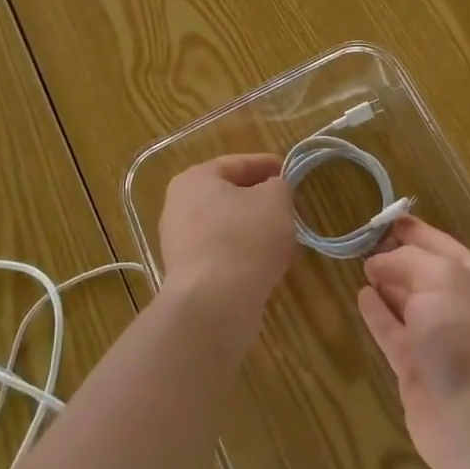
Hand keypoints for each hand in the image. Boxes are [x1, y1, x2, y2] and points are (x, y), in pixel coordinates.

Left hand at [157, 154, 296, 339]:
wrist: (214, 304)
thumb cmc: (244, 239)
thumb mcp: (274, 201)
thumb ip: (278, 186)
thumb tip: (272, 189)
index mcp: (194, 180)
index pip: (236, 164)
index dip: (266, 165)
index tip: (290, 171)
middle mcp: (179, 207)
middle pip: (228, 195)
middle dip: (259, 199)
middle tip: (288, 204)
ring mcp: (179, 243)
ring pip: (225, 226)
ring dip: (252, 229)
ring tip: (282, 237)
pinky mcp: (188, 275)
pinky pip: (221, 254)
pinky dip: (243, 254)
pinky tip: (266, 264)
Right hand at [358, 217, 469, 468]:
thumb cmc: (468, 338)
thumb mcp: (443, 280)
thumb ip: (407, 261)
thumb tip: (378, 262)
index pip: (440, 244)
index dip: (413, 230)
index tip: (383, 218)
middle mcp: (459, 306)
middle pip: (421, 272)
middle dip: (395, 255)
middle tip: (363, 239)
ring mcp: (437, 340)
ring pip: (405, 302)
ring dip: (385, 283)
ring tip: (360, 263)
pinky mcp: (414, 369)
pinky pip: (391, 331)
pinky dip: (376, 313)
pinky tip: (361, 296)